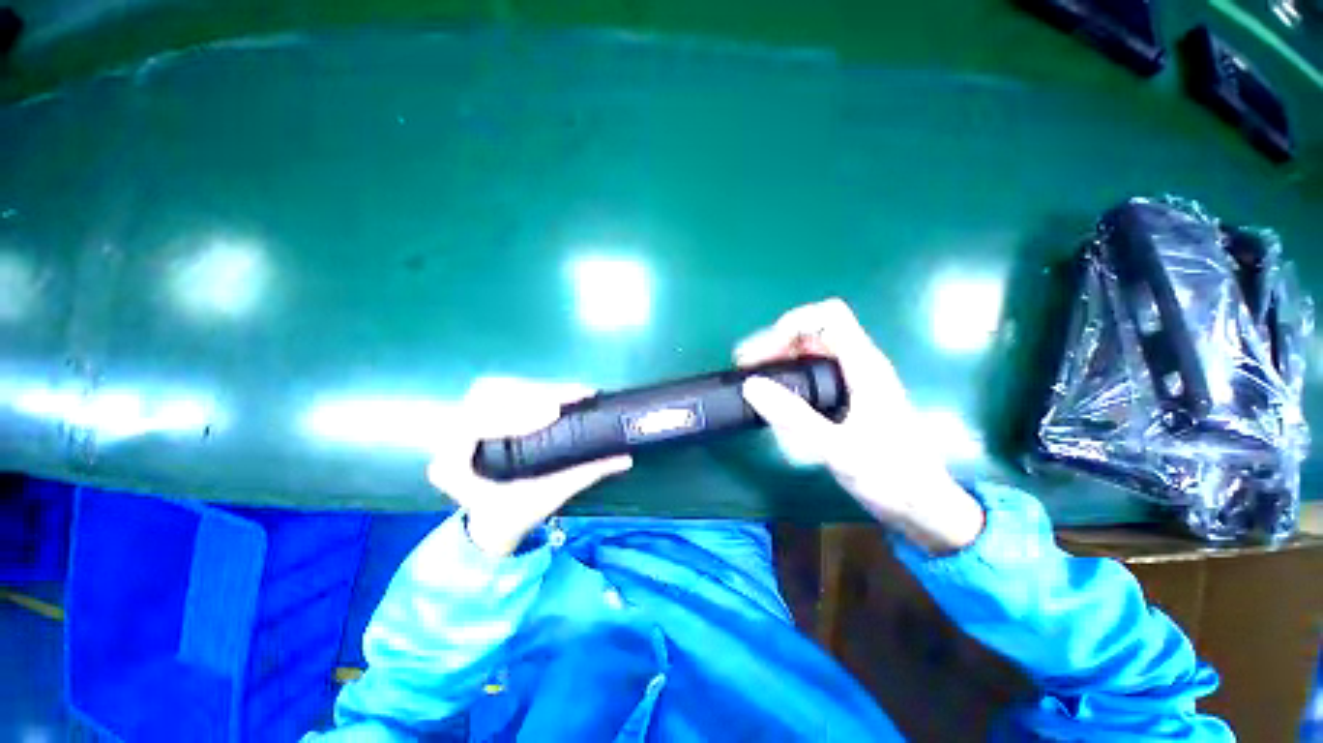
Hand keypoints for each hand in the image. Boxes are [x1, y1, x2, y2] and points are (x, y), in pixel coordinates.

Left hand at [426, 378, 631, 557]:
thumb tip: (625, 457)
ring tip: (571, 394)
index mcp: (454, 465)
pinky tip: (557, 394)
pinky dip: (531, 388)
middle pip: (486, 395)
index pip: (473, 426)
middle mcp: (451, 437)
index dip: (512, 414)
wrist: (493, 521)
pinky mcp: (478, 413)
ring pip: (495, 387)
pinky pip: (502, 389)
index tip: (553, 413)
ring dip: (535, 387)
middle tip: (570, 399)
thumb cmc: (515, 513)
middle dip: (532, 393)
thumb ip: (586, 474)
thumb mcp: (550, 496)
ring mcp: (461, 421)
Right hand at [735, 299, 983, 553]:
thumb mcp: (838, 449)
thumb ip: (794, 418)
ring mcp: (854, 381)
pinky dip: (789, 374)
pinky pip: (813, 371)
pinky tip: (775, 394)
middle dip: (777, 342)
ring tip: (753, 378)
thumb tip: (751, 386)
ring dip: (780, 357)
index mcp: (864, 366)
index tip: (765, 353)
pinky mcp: (849, 397)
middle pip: (813, 331)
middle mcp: (860, 365)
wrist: (924, 507)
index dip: (792, 324)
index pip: (829, 317)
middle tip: (747, 367)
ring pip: (811, 351)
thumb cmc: (890, 477)